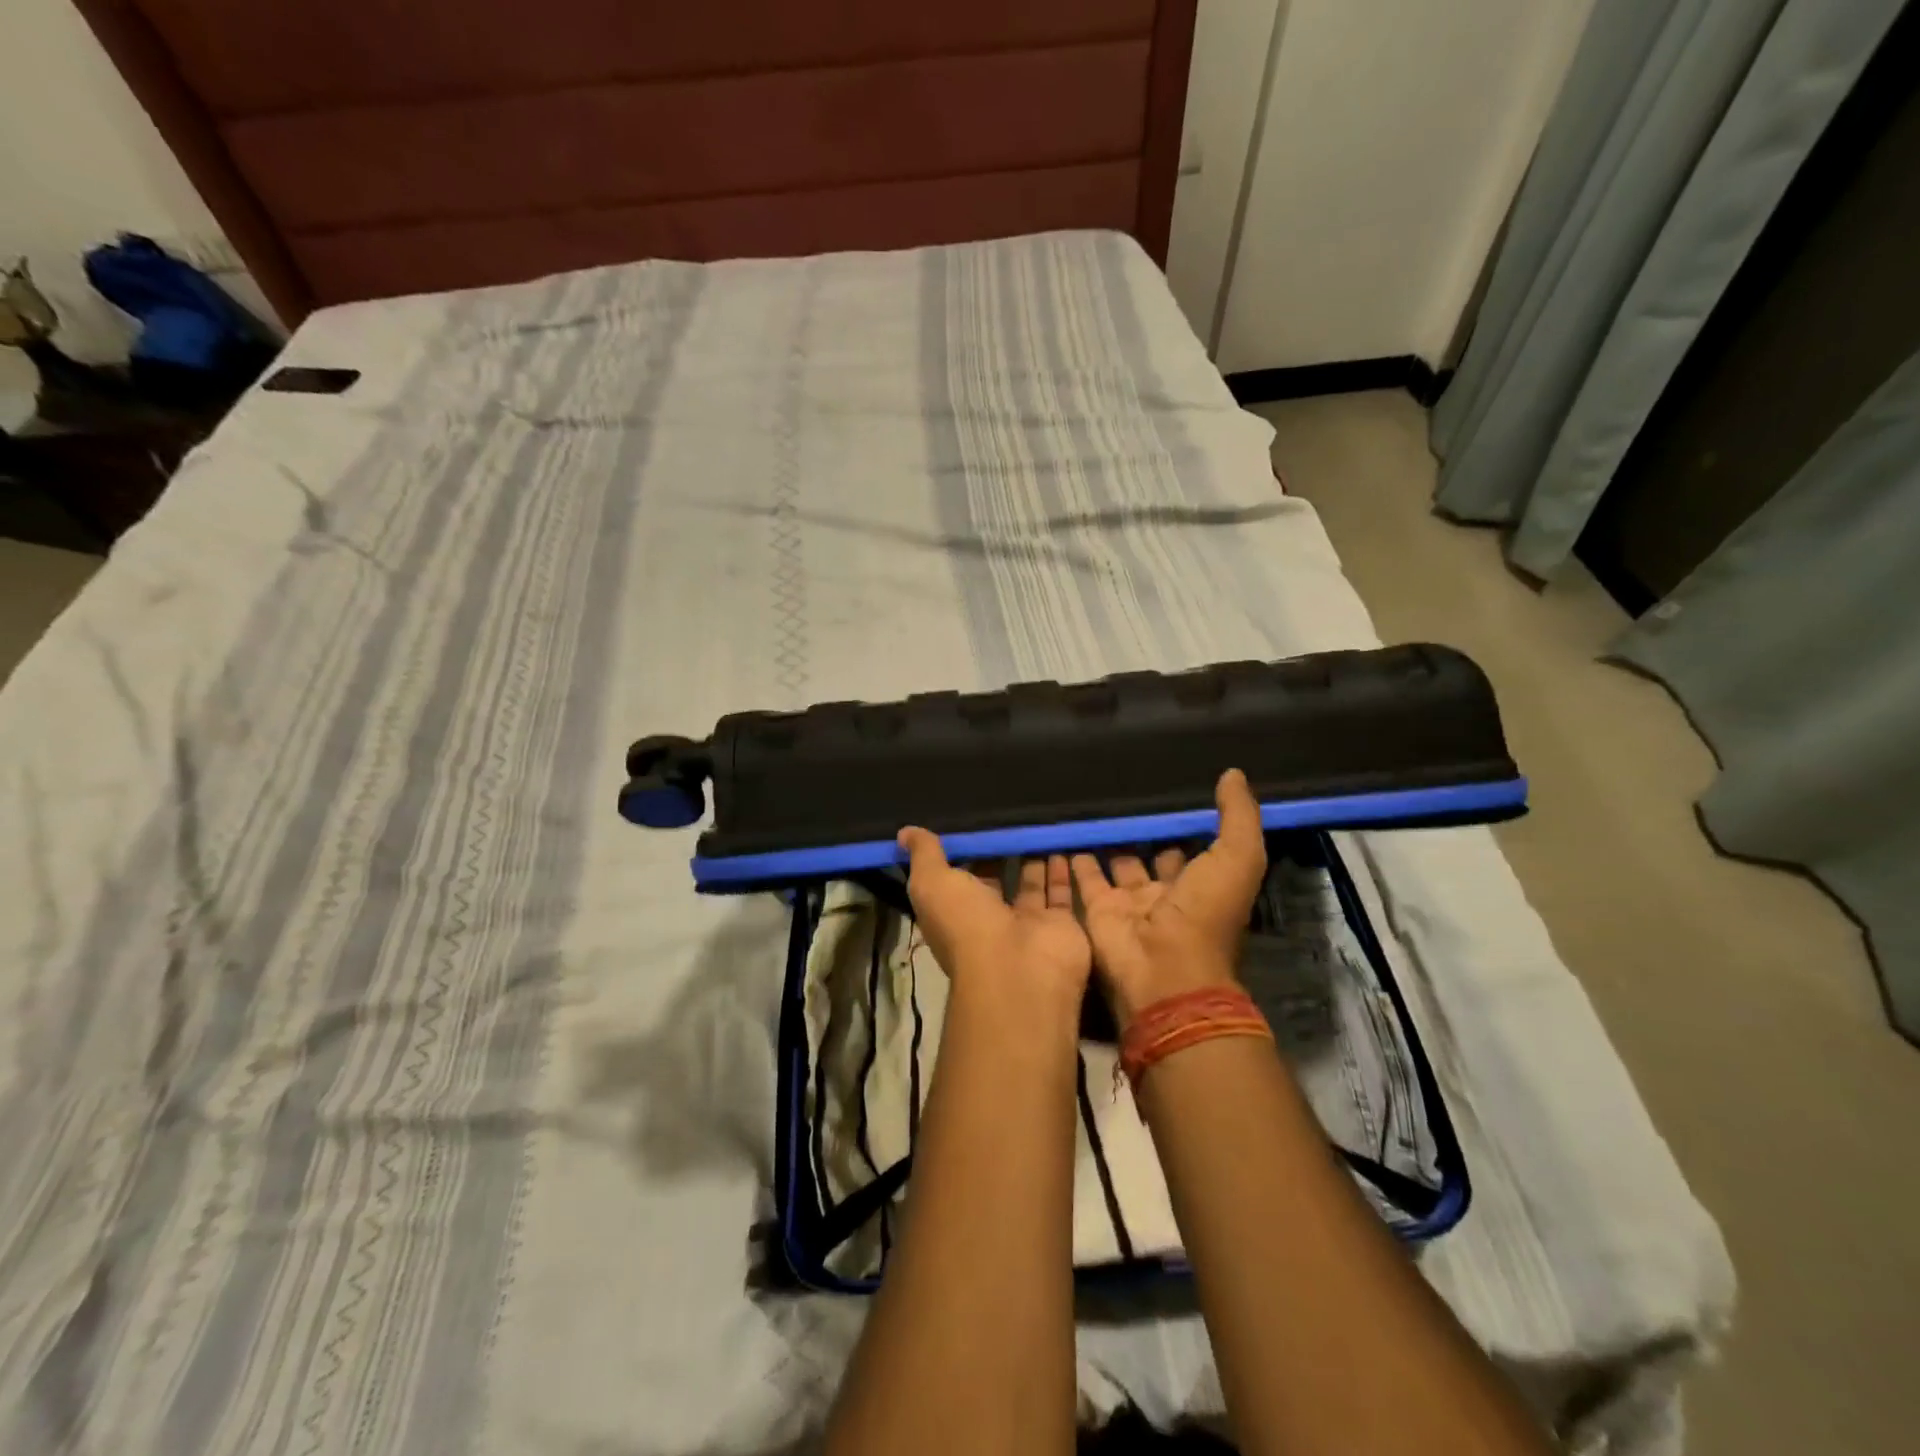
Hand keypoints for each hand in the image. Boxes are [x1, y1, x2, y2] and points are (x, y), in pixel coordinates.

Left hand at [897, 830, 1091, 1010]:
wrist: (1020, 967)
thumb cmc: (967, 924)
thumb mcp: (933, 883)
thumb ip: (924, 856)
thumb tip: (905, 833)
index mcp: (954, 912)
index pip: (956, 878)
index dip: (963, 852)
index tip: (971, 821)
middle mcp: (989, 919)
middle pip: (995, 880)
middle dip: (1001, 852)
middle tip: (1011, 814)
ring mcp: (1026, 923)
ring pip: (1030, 884)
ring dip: (1034, 857)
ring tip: (1039, 822)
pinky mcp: (1060, 924)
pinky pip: (1062, 891)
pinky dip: (1063, 869)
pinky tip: (1065, 838)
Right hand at [1071, 769, 1267, 1027]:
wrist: (1163, 968)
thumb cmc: (1205, 913)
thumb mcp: (1238, 859)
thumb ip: (1238, 817)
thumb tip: (1233, 773)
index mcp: (1203, 883)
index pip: (1193, 845)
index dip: (1185, 820)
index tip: (1171, 786)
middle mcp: (1167, 891)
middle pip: (1153, 853)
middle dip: (1144, 828)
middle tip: (1125, 789)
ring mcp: (1130, 901)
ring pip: (1117, 861)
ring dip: (1109, 839)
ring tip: (1093, 802)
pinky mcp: (1098, 908)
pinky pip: (1083, 876)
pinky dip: (1074, 856)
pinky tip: (1066, 828)